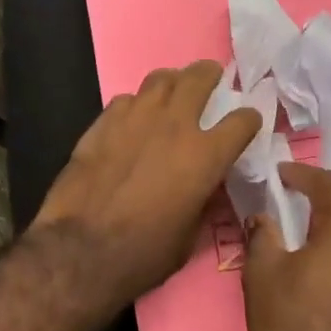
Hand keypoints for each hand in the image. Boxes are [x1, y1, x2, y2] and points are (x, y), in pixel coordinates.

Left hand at [30, 61, 261, 306]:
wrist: (81, 250)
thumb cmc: (143, 254)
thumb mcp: (190, 235)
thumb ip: (203, 201)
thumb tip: (206, 186)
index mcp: (205, 155)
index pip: (243, 120)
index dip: (248, 120)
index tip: (245, 125)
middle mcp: (174, 125)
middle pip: (200, 78)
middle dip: (210, 76)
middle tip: (210, 83)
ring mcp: (135, 118)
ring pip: (160, 79)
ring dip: (172, 83)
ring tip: (172, 94)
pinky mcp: (101, 123)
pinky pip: (125, 100)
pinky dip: (135, 106)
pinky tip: (131, 121)